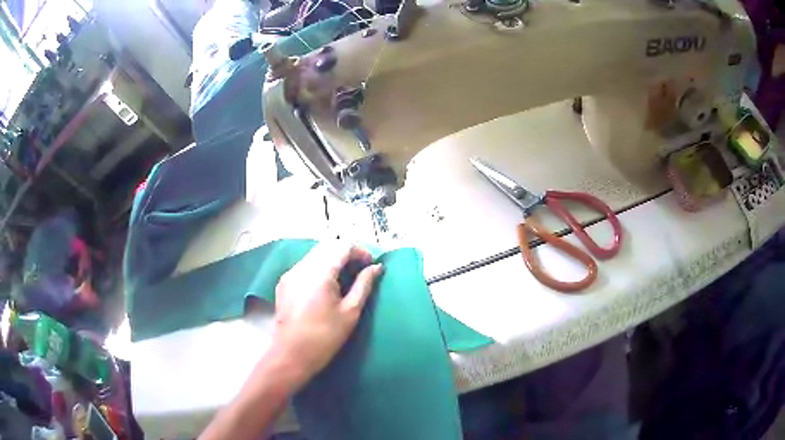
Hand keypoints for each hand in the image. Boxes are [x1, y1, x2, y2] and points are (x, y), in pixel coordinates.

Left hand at [272, 241, 382, 388]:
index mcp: (320, 273)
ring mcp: (290, 273)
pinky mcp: (284, 282)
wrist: (291, 355)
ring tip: (345, 277)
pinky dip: (320, 267)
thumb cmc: (325, 337)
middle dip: (347, 253)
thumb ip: (364, 285)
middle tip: (360, 269)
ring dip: (333, 258)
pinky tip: (327, 285)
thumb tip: (376, 268)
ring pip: (315, 254)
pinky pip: (305, 265)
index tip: (371, 265)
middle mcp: (302, 267)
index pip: (342, 246)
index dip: (360, 251)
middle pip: (328, 246)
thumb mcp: (350, 312)